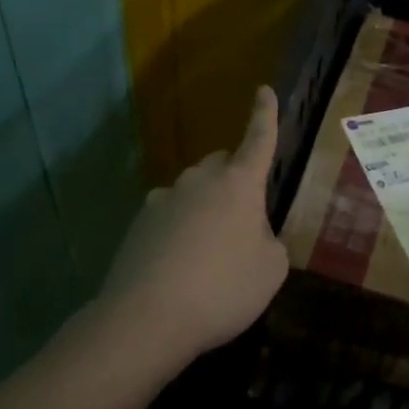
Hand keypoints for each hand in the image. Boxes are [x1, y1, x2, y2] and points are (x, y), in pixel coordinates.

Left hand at [98, 86, 289, 362]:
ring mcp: (163, 200)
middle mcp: (199, 182)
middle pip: (221, 164)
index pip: (258, 140)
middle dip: (235, 177)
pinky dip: (180, 229)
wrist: (147, 318)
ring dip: (206, 206)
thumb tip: (252, 234)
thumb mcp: (271, 269)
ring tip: (212, 248)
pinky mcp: (138, 225)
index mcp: (238, 185)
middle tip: (245, 213)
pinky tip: (181, 263)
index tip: (264, 90)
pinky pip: (169, 216)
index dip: (265, 116)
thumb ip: (268, 242)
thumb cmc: (223, 289)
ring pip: (193, 191)